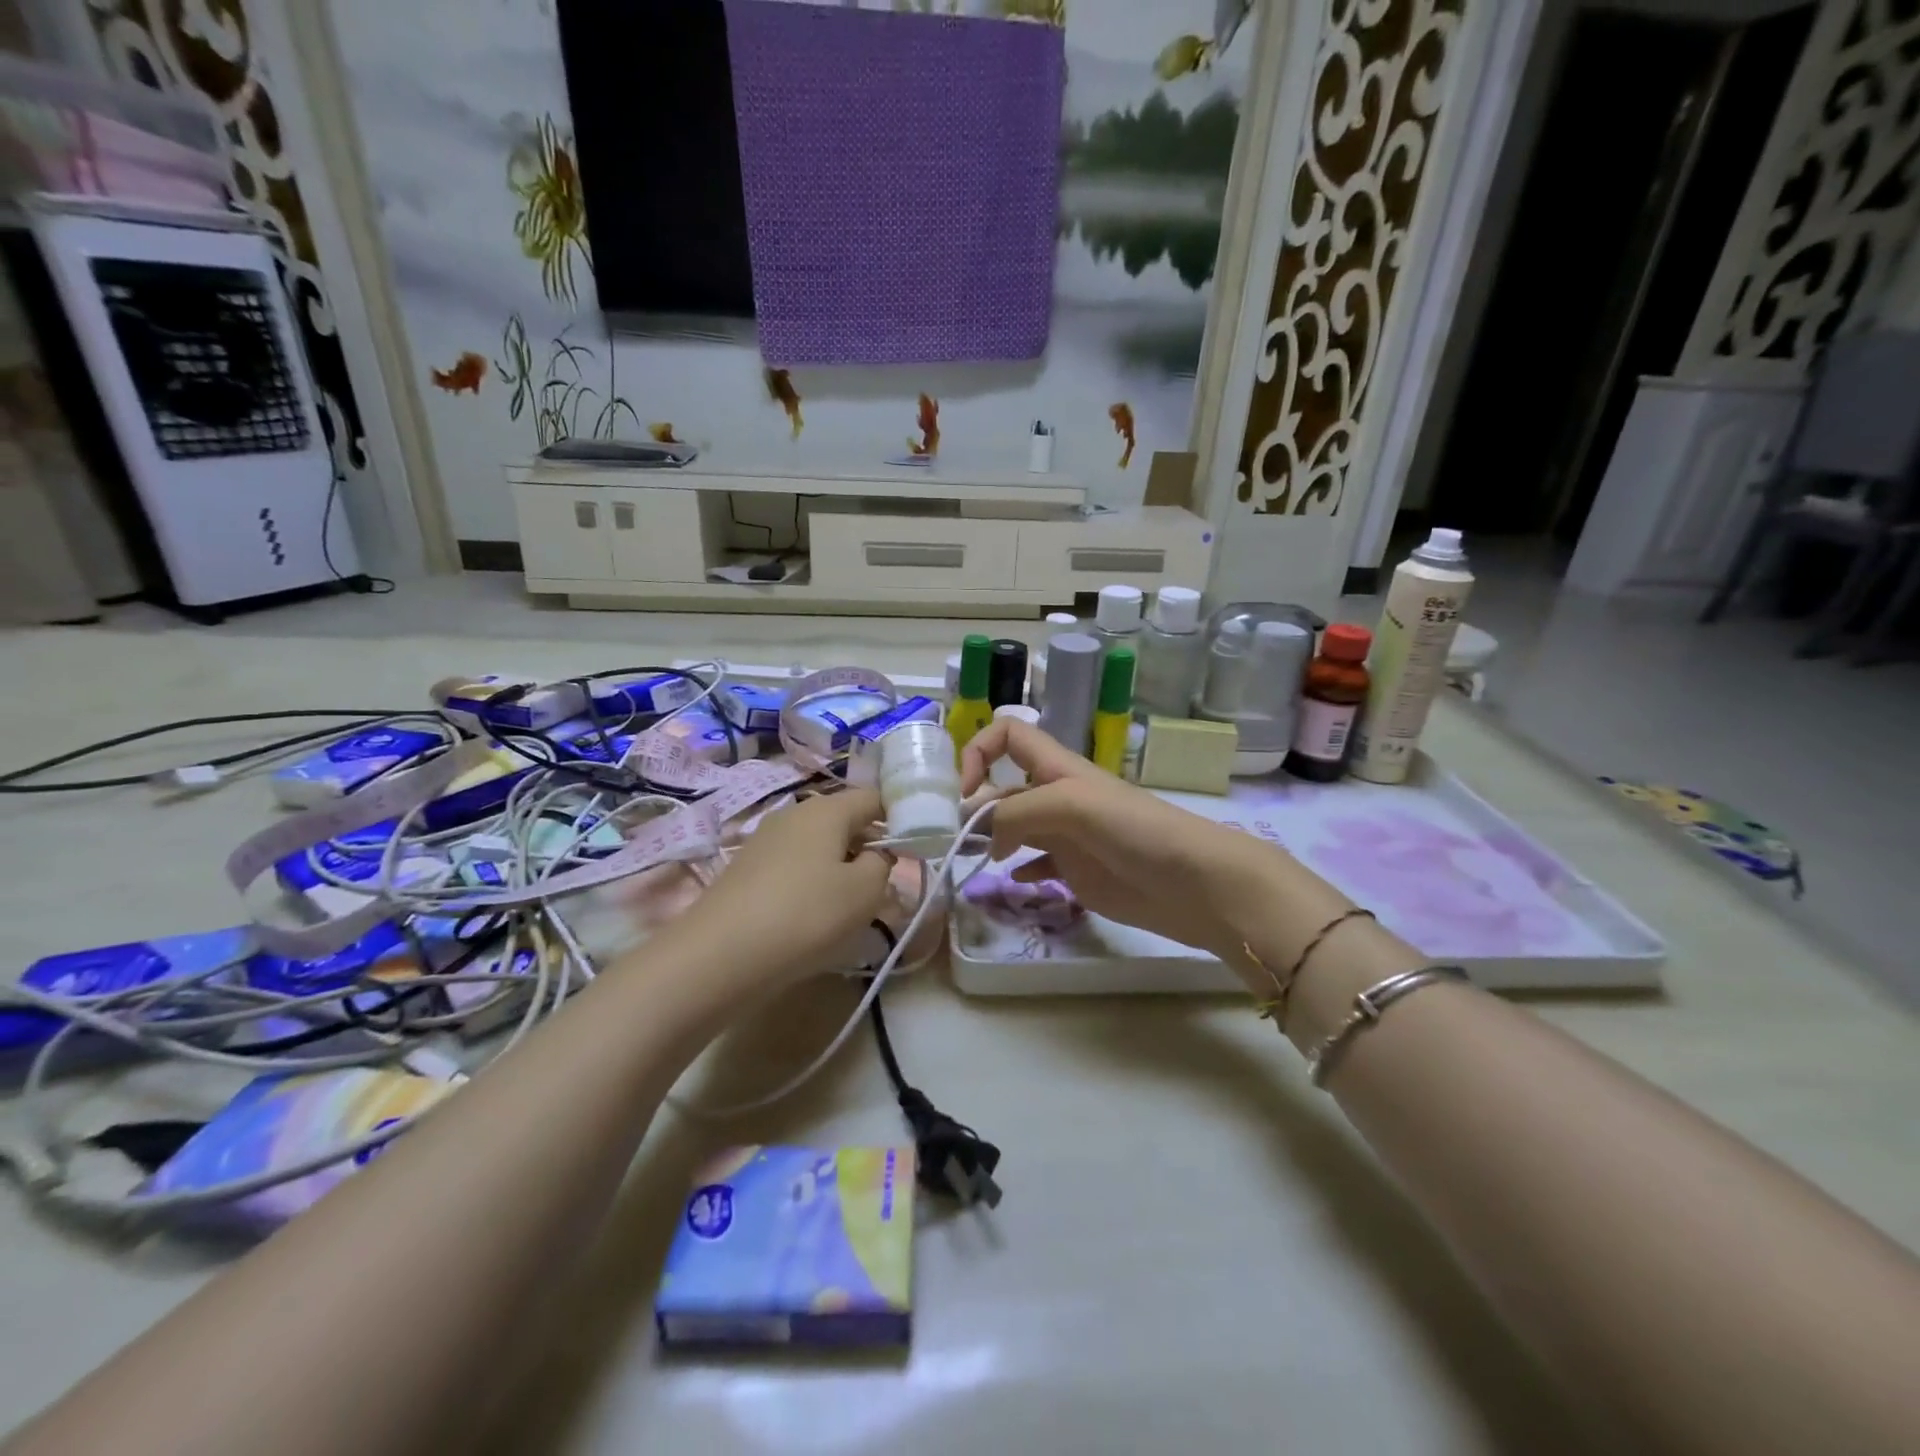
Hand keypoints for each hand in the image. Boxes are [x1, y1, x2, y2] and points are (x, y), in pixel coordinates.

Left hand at [671, 789, 893, 982]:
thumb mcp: (865, 892)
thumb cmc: (806, 915)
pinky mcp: (746, 869)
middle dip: (867, 848)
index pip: (874, 798)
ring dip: (838, 869)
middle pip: (844, 820)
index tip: (911, 854)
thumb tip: (876, 856)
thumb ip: (882, 865)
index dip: (897, 820)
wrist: (719, 955)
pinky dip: (809, 884)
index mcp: (827, 809)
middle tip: (883, 887)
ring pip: (817, 845)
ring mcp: (765, 840)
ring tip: (848, 907)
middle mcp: (794, 813)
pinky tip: (810, 917)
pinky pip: (793, 866)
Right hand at [958, 719, 1299, 960]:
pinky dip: (1018, 868)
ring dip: (990, 839)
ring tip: (973, 862)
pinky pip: (1036, 863)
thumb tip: (982, 833)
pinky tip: (1013, 881)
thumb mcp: (1071, 806)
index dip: (979, 751)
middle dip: (975, 807)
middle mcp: (1057, 796)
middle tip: (954, 841)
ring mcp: (1067, 835)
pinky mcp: (1078, 871)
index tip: (964, 791)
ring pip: (1015, 827)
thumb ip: (1018, 812)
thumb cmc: (1136, 831)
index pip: (1008, 735)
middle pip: (1003, 788)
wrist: (1196, 884)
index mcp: (1057, 769)